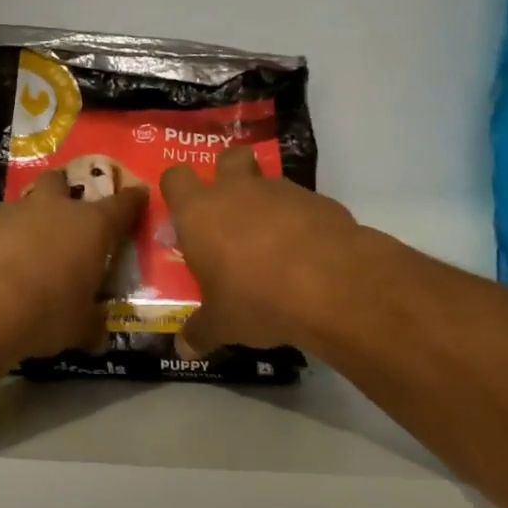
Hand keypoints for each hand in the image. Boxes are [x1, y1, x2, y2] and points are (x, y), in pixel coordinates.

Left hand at [0, 171, 148, 360]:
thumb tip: (98, 335)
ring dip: (30, 220)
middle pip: (62, 182)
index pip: (122, 204)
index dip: (133, 200)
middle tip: (68, 215)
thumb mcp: (78, 328)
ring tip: (28, 250)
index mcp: (91, 227)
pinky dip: (0, 240)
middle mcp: (53, 208)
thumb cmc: (43, 313)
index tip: (138, 196)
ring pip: (26, 203)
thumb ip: (91, 325)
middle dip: (66, 192)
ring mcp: (11, 212)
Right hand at [160, 147, 359, 356]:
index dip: (177, 190)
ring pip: (267, 181)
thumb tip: (183, 349)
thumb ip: (200, 332)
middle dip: (228, 174)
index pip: (175, 178)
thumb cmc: (256, 298)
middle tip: (231, 211)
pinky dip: (300, 221)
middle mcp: (237, 190)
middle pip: (227, 158)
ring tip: (273, 244)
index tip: (183, 211)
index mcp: (199, 212)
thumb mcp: (222, 324)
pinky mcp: (320, 200)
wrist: (331, 284)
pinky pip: (302, 204)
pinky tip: (307, 255)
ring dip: (266, 202)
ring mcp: (281, 191)